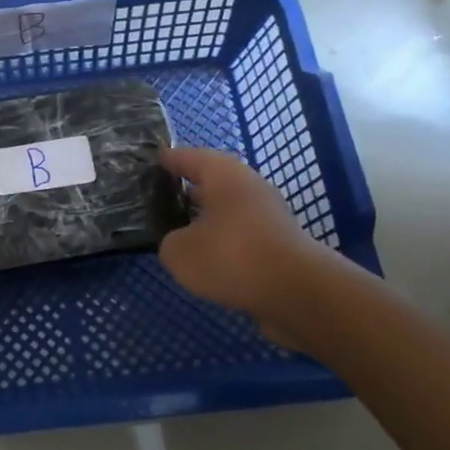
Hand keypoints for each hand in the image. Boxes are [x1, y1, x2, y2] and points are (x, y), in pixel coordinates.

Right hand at [157, 147, 325, 334]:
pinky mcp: (278, 242)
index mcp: (223, 174)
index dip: (168, 159)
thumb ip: (170, 242)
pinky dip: (223, 240)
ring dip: (206, 217)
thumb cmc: (231, 256)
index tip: (151, 160)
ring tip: (178, 230)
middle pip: (212, 181)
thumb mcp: (179, 251)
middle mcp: (248, 186)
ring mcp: (268, 214)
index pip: (189, 157)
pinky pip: (240, 233)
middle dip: (187, 188)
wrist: (297, 292)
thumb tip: (179, 242)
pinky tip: (206, 257)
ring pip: (228, 209)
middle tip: (159, 197)